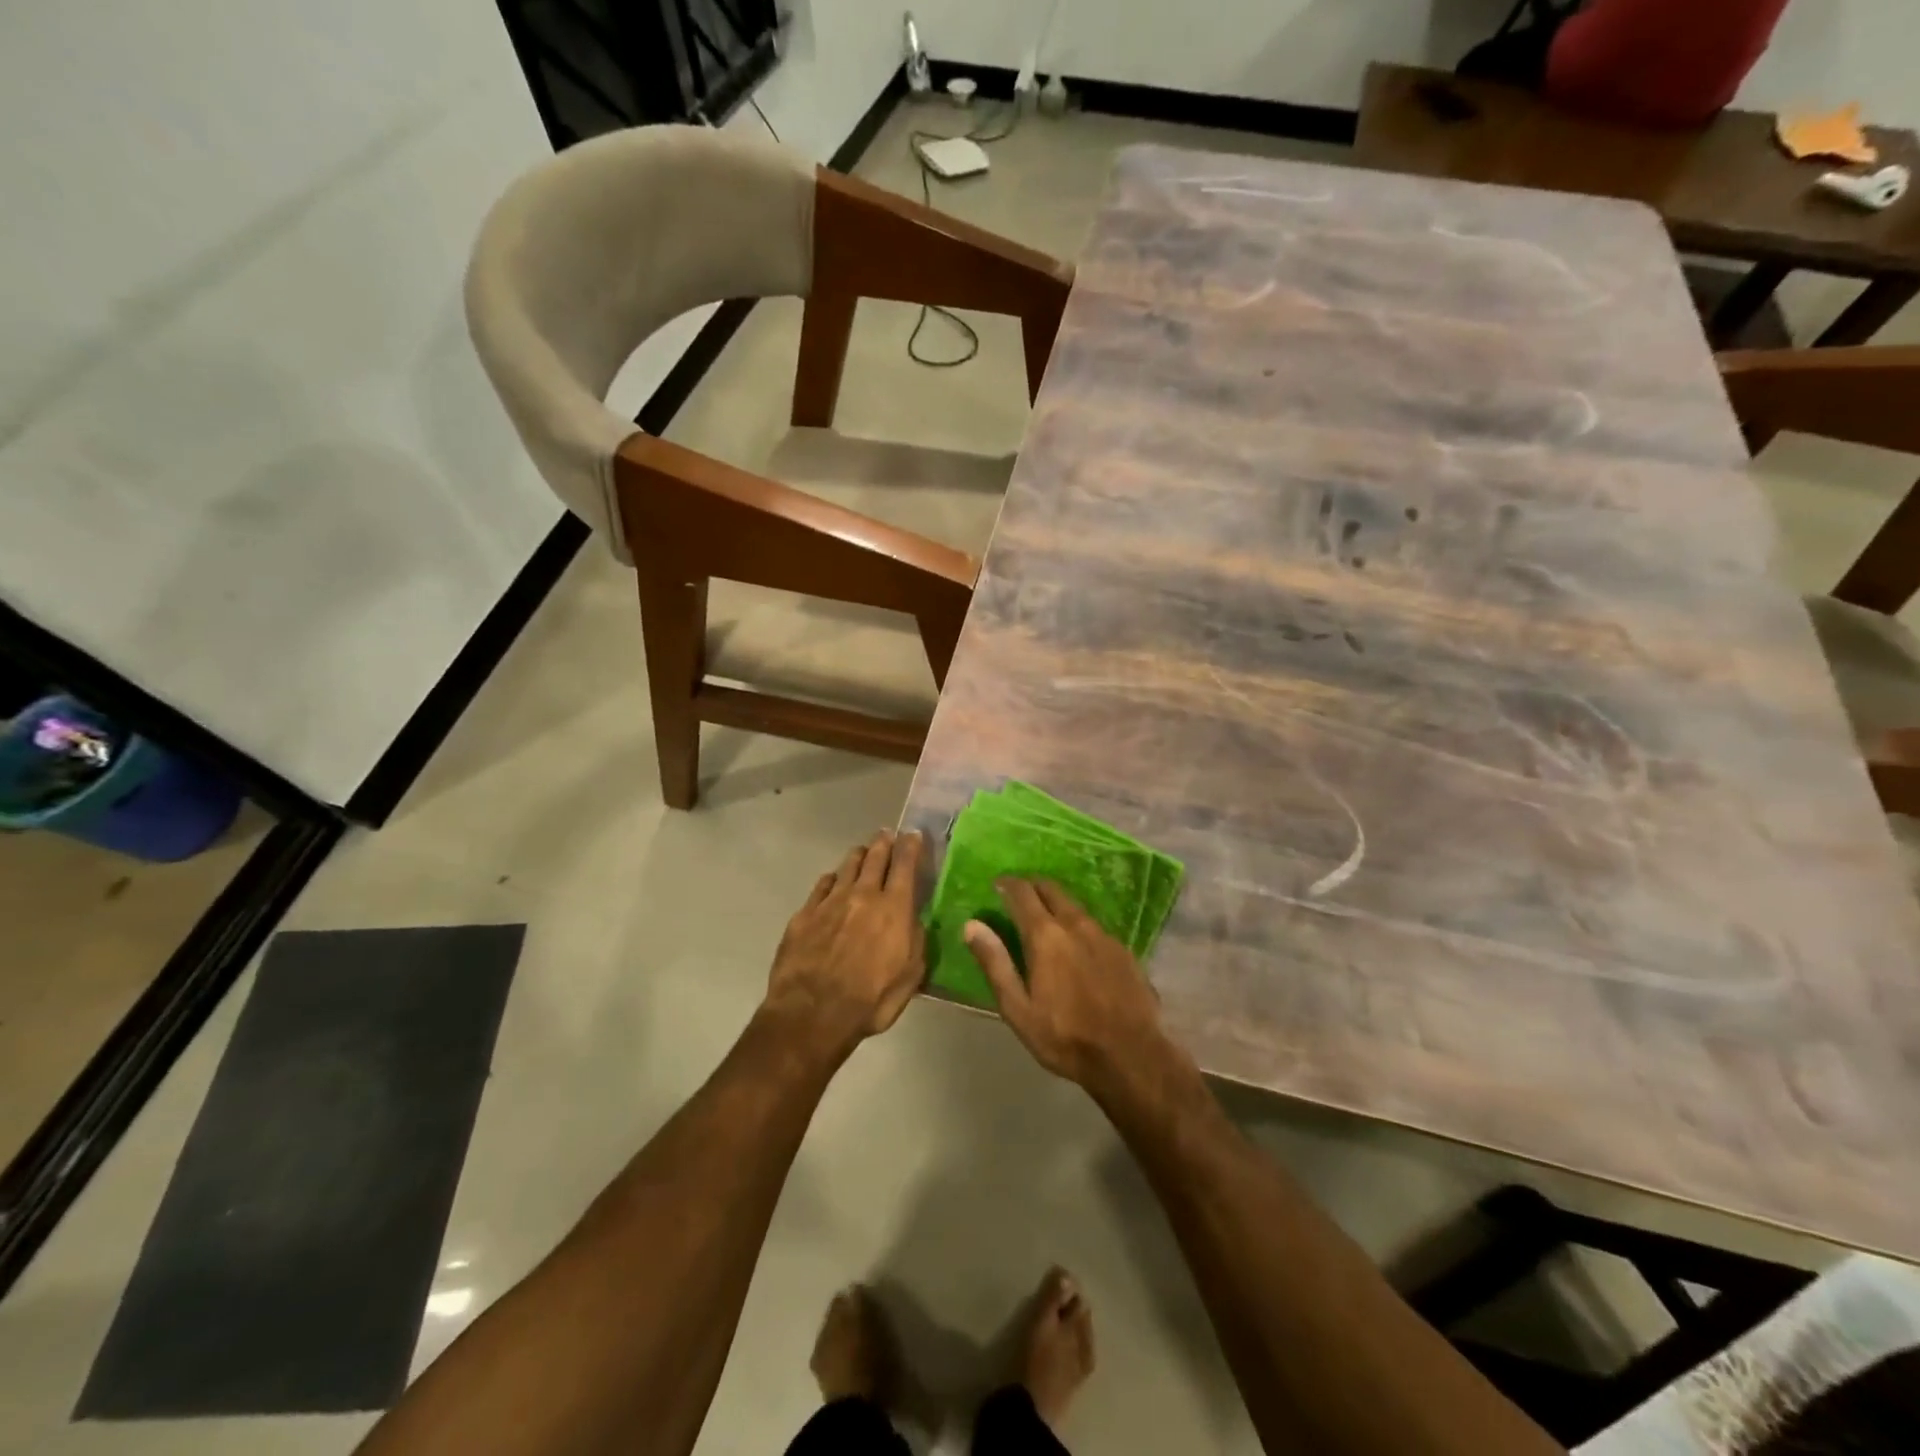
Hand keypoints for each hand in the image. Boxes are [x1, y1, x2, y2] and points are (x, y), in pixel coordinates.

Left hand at [765, 829, 925, 1053]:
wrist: (812, 1013)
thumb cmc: (870, 1001)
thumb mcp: (910, 977)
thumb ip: (916, 942)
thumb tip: (915, 919)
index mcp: (894, 909)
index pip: (905, 865)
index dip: (911, 846)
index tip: (913, 834)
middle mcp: (863, 895)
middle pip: (875, 858)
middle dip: (884, 843)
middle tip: (887, 834)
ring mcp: (830, 902)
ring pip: (848, 866)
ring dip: (859, 855)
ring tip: (864, 851)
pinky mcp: (805, 913)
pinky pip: (822, 885)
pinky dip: (832, 878)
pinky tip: (833, 880)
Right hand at [964, 879, 1171, 1100]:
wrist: (1130, 1055)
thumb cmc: (1064, 1036)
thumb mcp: (1018, 1008)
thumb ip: (995, 963)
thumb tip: (972, 925)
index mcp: (1045, 935)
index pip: (1022, 893)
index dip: (1007, 884)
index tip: (996, 884)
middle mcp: (1075, 924)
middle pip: (1051, 889)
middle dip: (1032, 886)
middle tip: (1018, 895)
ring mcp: (1103, 934)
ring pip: (1074, 906)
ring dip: (1056, 903)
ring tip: (1045, 917)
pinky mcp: (1123, 949)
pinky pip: (1093, 925)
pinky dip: (1077, 924)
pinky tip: (1077, 944)